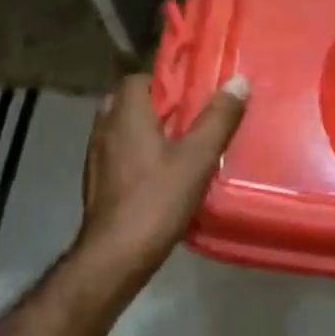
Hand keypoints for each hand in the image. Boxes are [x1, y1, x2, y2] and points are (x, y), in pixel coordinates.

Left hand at [77, 72, 249, 290]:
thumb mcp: (197, 157)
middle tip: (188, 118)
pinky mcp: (96, 183)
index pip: (138, 79)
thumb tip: (238, 81)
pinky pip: (117, 154)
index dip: (164, 81)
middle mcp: (104, 129)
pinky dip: (136, 154)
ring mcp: (96, 158)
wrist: (115, 256)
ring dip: (145, 131)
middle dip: (156, 106)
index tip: (191, 92)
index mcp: (125, 115)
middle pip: (128, 102)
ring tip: (179, 145)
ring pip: (121, 130)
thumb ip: (218, 118)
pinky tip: (161, 174)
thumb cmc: (156, 199)